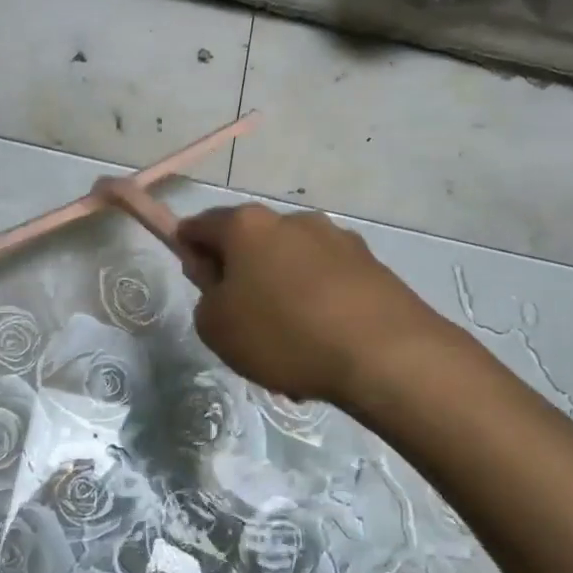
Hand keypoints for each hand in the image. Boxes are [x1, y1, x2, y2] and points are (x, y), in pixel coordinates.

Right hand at [178, 204, 464, 417]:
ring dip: (281, 290)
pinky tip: (323, 346)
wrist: (384, 353)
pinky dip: (317, 303)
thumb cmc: (283, 334)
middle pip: (251, 242)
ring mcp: (336, 238)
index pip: (201, 225)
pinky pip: (326, 281)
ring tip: (289, 344)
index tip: (196, 280)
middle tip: (241, 320)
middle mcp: (292, 219)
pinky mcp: (370, 262)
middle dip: (241, 273)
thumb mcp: (216, 327)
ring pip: (291, 263)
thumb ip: (205, 297)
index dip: (189, 249)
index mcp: (247, 225)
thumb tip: (221, 283)